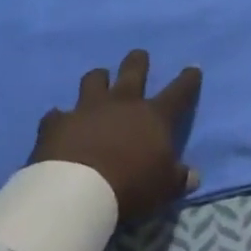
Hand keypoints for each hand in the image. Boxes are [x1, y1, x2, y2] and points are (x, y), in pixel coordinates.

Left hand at [32, 51, 202, 219]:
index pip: (179, 91)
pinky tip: (59, 124)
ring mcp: (87, 109)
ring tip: (99, 82)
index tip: (193, 69)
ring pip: (94, 79)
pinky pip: (57, 114)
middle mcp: (122, 103)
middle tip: (139, 57)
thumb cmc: (130, 187)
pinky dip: (60, 118)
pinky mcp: (57, 123)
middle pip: (134, 70)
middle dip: (138, 61)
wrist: (76, 193)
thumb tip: (193, 176)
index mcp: (154, 116)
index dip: (188, 79)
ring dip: (98, 79)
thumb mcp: (164, 188)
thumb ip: (178, 178)